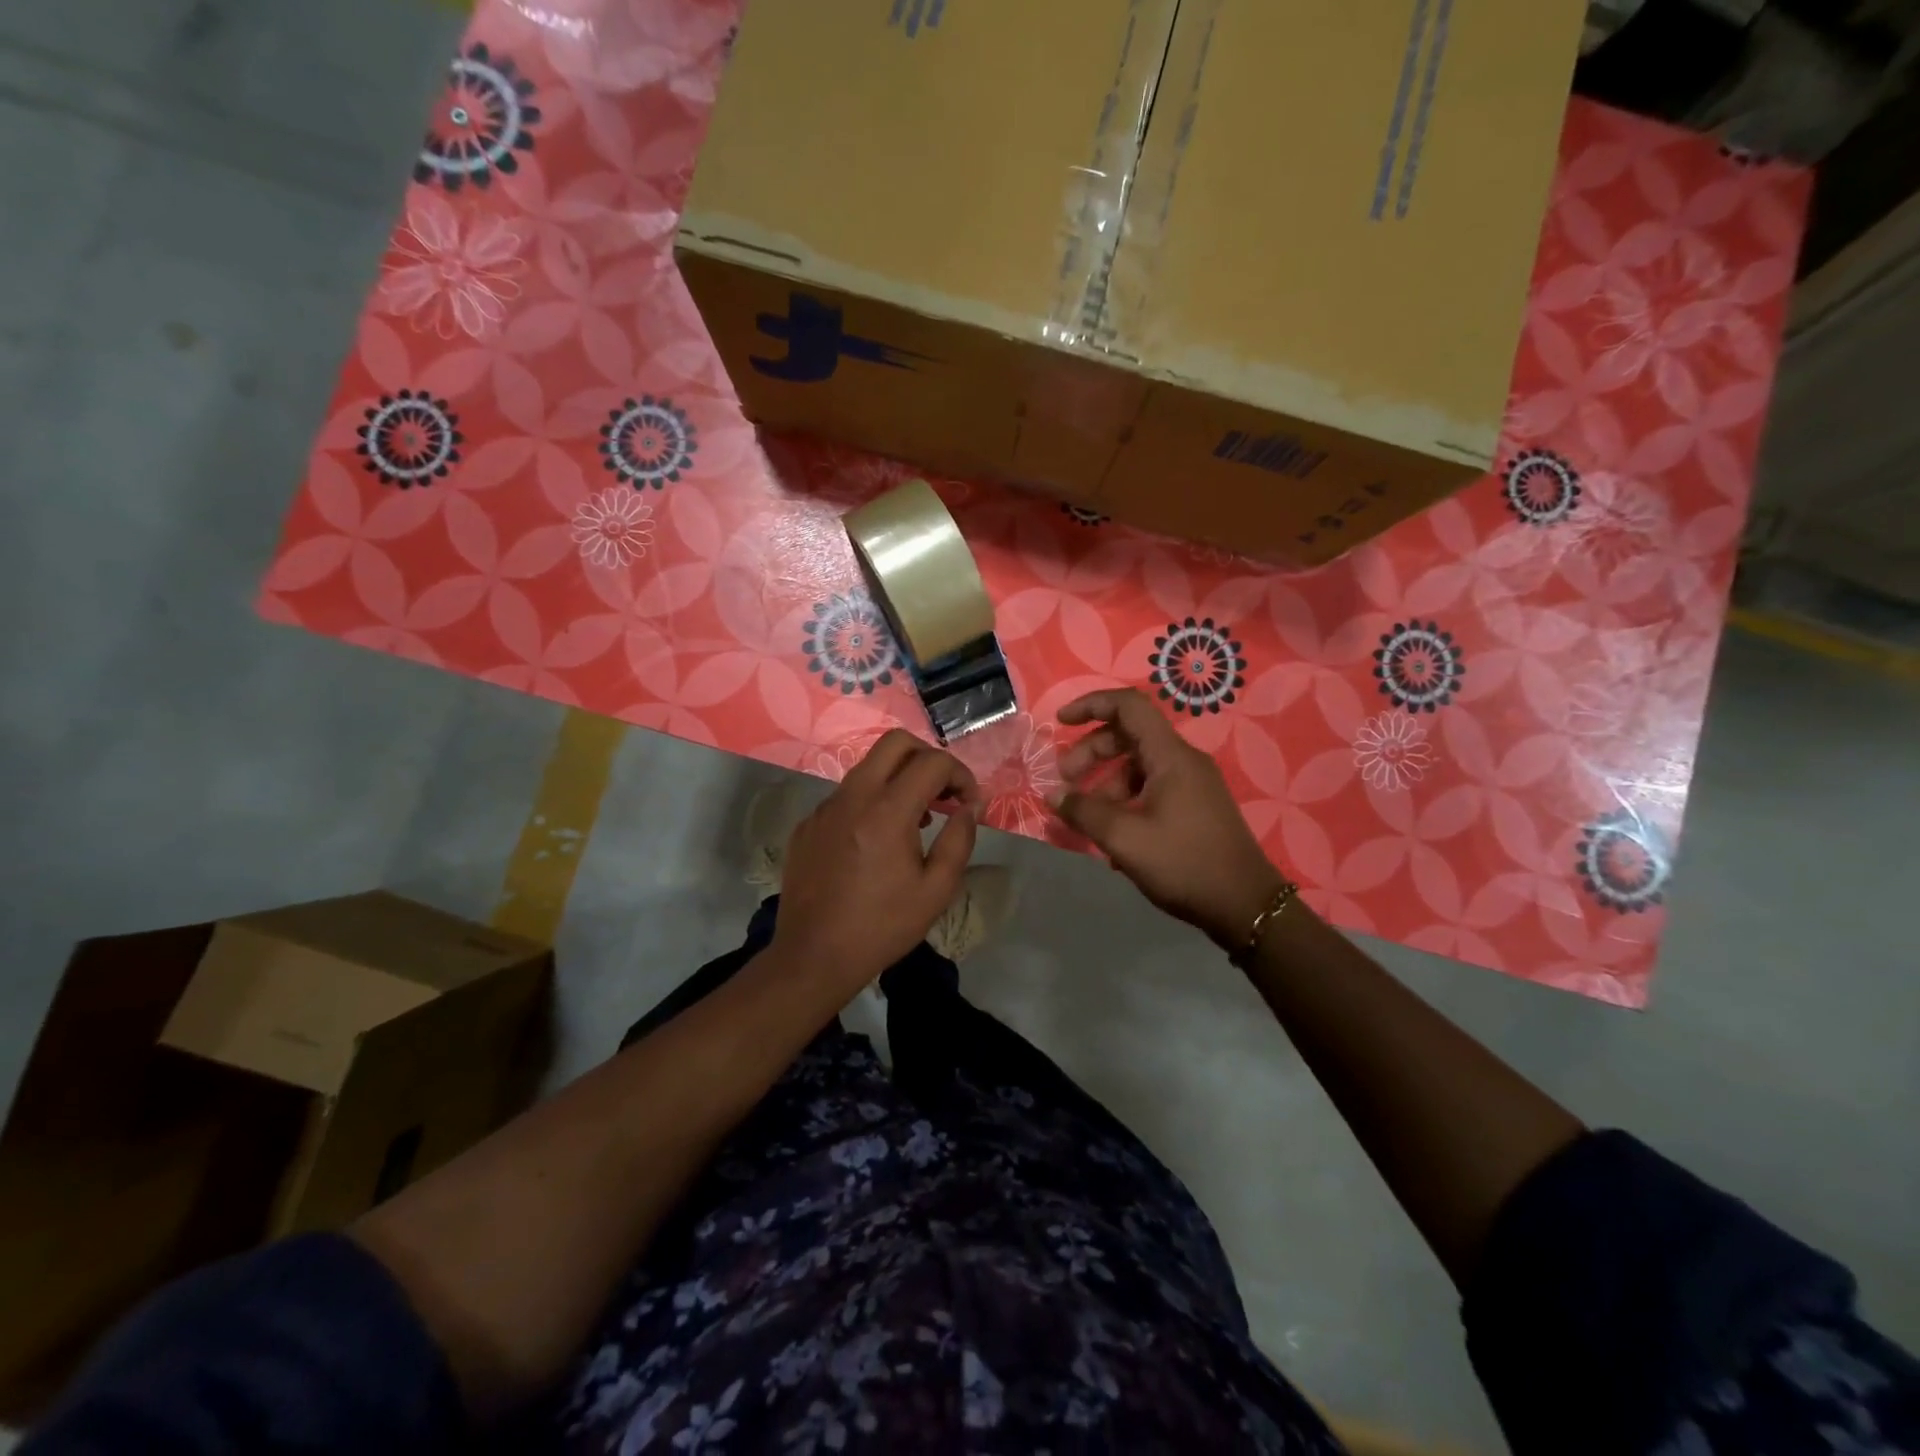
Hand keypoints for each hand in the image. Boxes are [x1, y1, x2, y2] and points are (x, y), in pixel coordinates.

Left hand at [768, 730, 981, 997]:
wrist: (813, 957)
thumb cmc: (882, 926)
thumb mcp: (936, 890)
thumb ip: (960, 839)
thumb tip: (969, 807)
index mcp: (887, 810)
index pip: (933, 762)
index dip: (961, 775)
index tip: (969, 804)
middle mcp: (853, 796)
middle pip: (895, 743)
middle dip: (928, 757)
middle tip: (943, 791)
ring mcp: (825, 808)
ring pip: (868, 767)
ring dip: (899, 778)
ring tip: (917, 819)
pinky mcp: (808, 824)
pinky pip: (846, 795)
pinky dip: (871, 801)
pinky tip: (876, 841)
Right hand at [1052, 689, 1285, 949]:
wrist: (1245, 906)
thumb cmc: (1184, 864)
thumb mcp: (1125, 838)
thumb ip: (1084, 811)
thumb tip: (1053, 794)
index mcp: (1171, 756)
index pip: (1129, 706)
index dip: (1091, 705)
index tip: (1060, 723)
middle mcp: (1183, 760)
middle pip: (1129, 735)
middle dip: (1091, 753)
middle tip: (1064, 782)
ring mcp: (1192, 784)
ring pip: (1138, 765)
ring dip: (1105, 783)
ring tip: (1085, 817)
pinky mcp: (1195, 806)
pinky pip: (1151, 787)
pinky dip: (1125, 799)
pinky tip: (1111, 834)